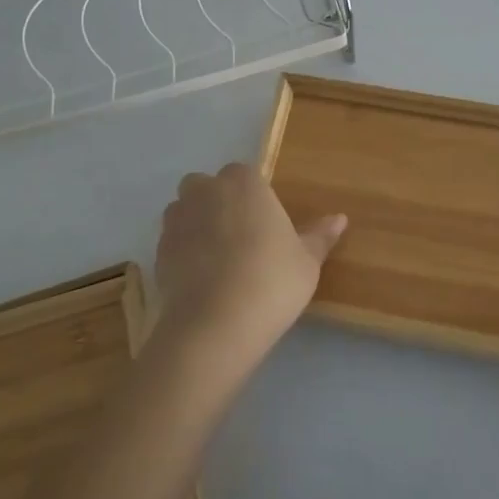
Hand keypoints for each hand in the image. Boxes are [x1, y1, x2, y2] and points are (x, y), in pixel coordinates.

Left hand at [152, 163, 346, 364]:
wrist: (215, 323)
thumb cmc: (271, 281)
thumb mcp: (307, 261)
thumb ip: (319, 236)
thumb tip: (340, 218)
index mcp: (244, 183)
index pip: (245, 175)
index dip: (254, 198)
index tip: (265, 225)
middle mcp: (205, 191)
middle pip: (207, 187)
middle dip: (218, 203)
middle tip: (241, 239)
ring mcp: (177, 220)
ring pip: (184, 211)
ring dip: (196, 224)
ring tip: (218, 259)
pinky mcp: (158, 251)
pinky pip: (172, 242)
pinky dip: (183, 253)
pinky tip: (200, 279)